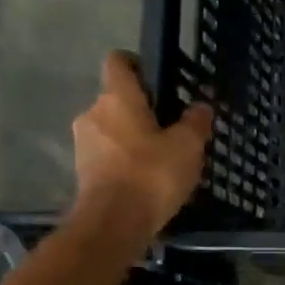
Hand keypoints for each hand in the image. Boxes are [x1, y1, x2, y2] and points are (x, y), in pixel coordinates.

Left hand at [71, 51, 212, 236]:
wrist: (114, 223)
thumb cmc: (152, 174)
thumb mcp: (188, 146)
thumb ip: (195, 122)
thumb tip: (201, 107)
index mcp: (117, 98)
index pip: (118, 62)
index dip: (137, 64)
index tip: (157, 77)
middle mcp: (93, 113)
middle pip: (117, 99)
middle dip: (142, 110)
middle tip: (171, 127)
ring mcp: (83, 143)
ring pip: (112, 129)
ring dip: (133, 138)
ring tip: (162, 157)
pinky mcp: (83, 171)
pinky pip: (108, 155)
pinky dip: (125, 161)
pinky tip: (147, 178)